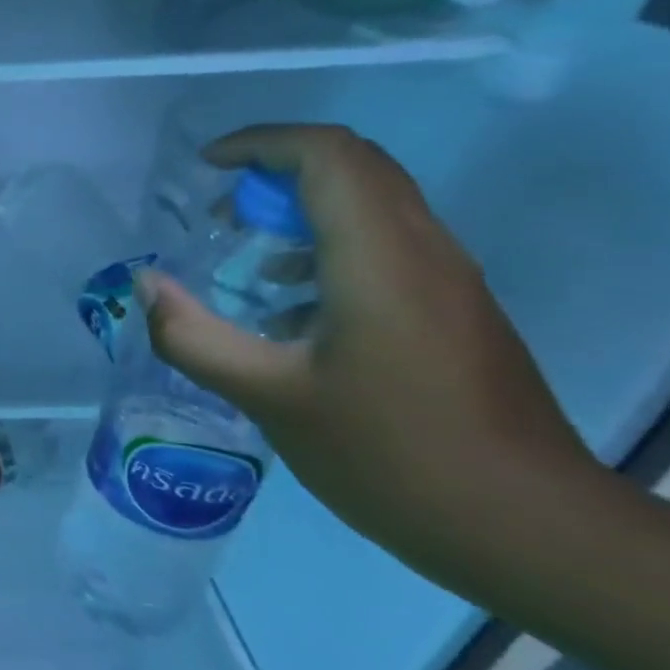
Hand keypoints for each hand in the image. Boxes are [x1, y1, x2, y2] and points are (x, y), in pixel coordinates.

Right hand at [141, 124, 597, 550]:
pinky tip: (287, 309)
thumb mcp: (266, 396)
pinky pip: (385, 246)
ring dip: (303, 209)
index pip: (328, 156)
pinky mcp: (452, 310)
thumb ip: (192, 335)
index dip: (261, 144)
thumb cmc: (387, 454)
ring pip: (374, 205)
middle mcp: (423, 251)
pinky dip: (327, 247)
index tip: (205, 168)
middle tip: (219, 213)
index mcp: (379, 259)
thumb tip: (145, 284)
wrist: (523, 525)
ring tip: (245, 257)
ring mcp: (446, 281)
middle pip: (355, 167)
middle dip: (277, 171)